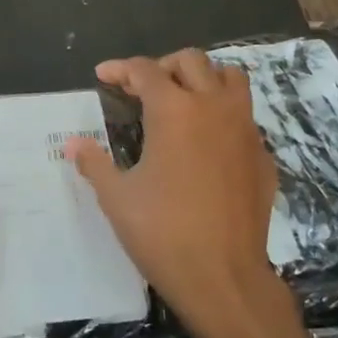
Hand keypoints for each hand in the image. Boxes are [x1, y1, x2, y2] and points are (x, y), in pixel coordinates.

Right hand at [66, 51, 295, 337]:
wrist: (223, 276)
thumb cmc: (162, 232)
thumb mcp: (117, 197)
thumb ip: (94, 163)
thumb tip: (74, 143)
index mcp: (174, 111)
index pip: (145, 71)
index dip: (120, 69)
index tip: (103, 75)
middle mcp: (213, 107)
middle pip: (191, 61)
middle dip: (163, 66)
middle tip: (142, 87)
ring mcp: (245, 129)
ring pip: (230, 79)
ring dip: (203, 78)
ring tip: (183, 98)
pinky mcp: (263, 155)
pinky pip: (245, 116)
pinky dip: (224, 114)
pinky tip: (208, 142)